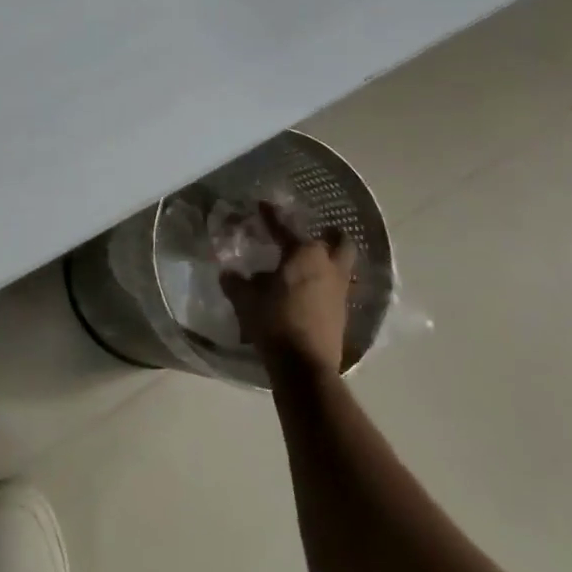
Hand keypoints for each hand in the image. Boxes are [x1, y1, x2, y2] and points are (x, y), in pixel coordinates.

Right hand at [220, 204, 355, 376]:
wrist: (305, 366)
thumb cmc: (274, 322)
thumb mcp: (246, 300)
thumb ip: (236, 282)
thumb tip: (228, 272)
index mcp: (303, 253)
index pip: (285, 226)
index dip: (271, 215)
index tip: (263, 205)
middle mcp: (328, 266)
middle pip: (339, 241)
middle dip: (330, 234)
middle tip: (317, 233)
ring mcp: (340, 290)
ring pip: (342, 266)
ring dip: (330, 261)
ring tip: (310, 266)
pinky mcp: (343, 313)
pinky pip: (337, 289)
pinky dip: (326, 285)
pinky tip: (310, 293)